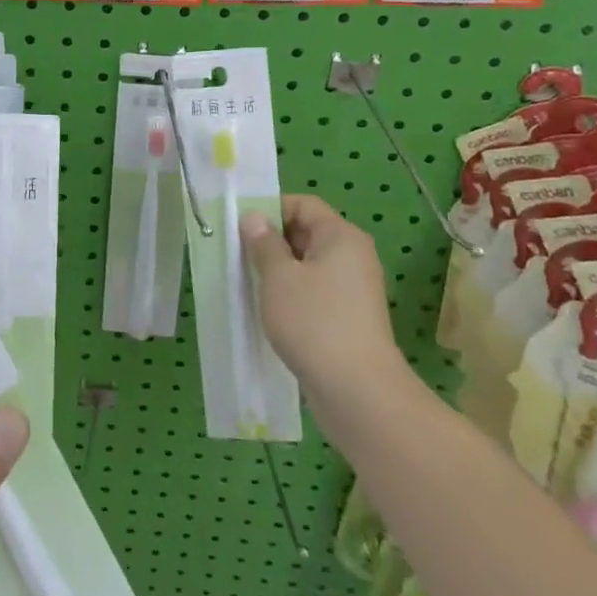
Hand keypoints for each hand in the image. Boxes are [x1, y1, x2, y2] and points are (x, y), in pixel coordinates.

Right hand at [241, 196, 399, 388]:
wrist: (358, 391)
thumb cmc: (314, 321)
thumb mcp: (278, 277)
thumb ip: (263, 243)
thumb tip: (255, 218)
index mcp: (341, 236)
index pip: (303, 204)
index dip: (271, 209)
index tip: (241, 228)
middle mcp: (353, 256)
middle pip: (307, 232)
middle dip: (272, 241)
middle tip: (239, 255)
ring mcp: (354, 289)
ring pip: (309, 265)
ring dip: (279, 270)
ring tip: (249, 283)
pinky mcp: (349, 317)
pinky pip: (315, 291)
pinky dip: (292, 294)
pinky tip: (271, 310)